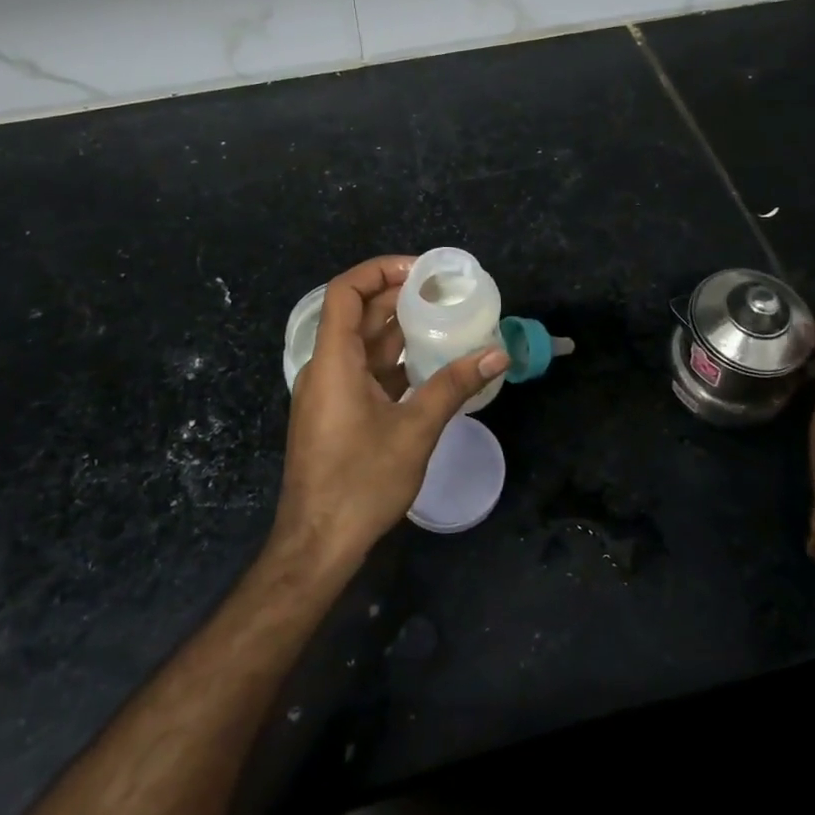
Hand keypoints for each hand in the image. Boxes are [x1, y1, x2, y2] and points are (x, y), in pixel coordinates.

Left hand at [273, 256, 508, 572]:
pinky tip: (428, 362)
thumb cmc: (361, 482)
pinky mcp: (336, 412)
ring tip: (443, 318)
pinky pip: (364, 370)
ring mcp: (328, 391)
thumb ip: (454, 385)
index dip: (380, 270)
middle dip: (398, 296)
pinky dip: (393, 359)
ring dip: (398, 328)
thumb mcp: (415, 430)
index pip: (346, 291)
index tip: (422, 271)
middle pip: (357, 314)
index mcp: (334, 361)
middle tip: (443, 291)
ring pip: (362, 343)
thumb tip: (498, 353)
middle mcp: (325, 368)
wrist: (317, 544)